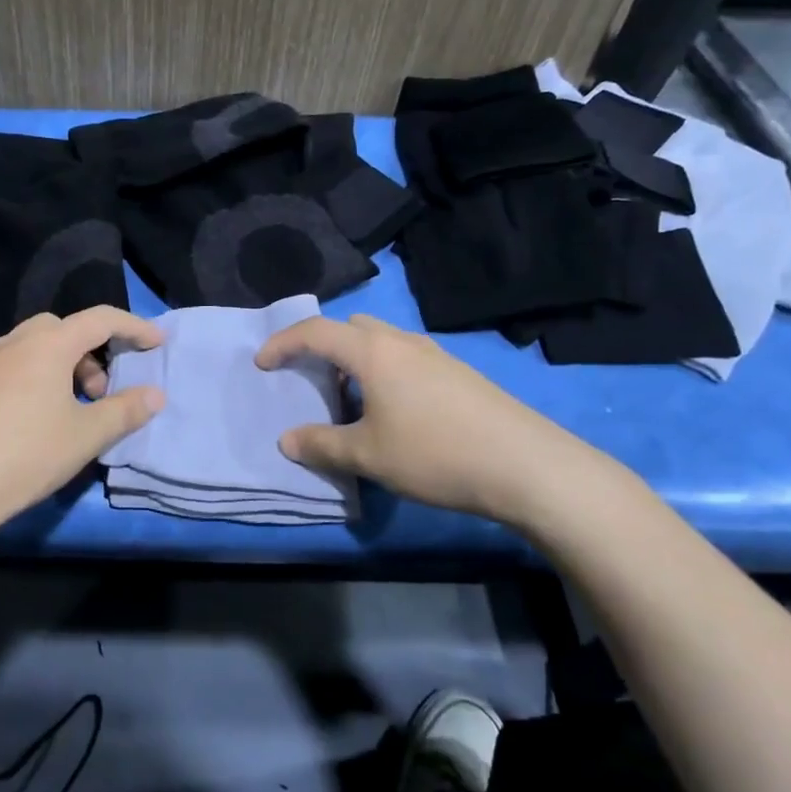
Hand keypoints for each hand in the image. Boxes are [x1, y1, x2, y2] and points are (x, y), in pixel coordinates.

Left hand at [0, 307, 165, 533]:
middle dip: (89, 351)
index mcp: (48, 345)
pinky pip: (2, 370)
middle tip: (97, 391)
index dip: (134, 327)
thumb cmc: (23, 456)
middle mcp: (12, 343)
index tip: (155, 342)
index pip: (101, 319)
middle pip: (61, 329)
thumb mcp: (85, 437)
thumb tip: (155, 394)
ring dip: (55, 367)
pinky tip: (20, 423)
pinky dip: (24, 381)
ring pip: (28, 348)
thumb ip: (125, 411)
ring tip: (62, 410)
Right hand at [255, 313, 623, 525]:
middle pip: (351, 326)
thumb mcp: (369, 456)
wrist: (527, 465)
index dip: (283, 343)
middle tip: (312, 379)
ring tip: (352, 400)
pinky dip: (384, 370)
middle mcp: (403, 341)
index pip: (316, 332)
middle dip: (323, 345)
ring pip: (382, 340)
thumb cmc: (436, 454)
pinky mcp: (460, 373)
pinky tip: (395, 411)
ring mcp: (436, 354)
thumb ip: (322, 445)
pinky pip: (406, 357)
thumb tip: (286, 441)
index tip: (262, 364)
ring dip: (356, 359)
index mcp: (373, 352)